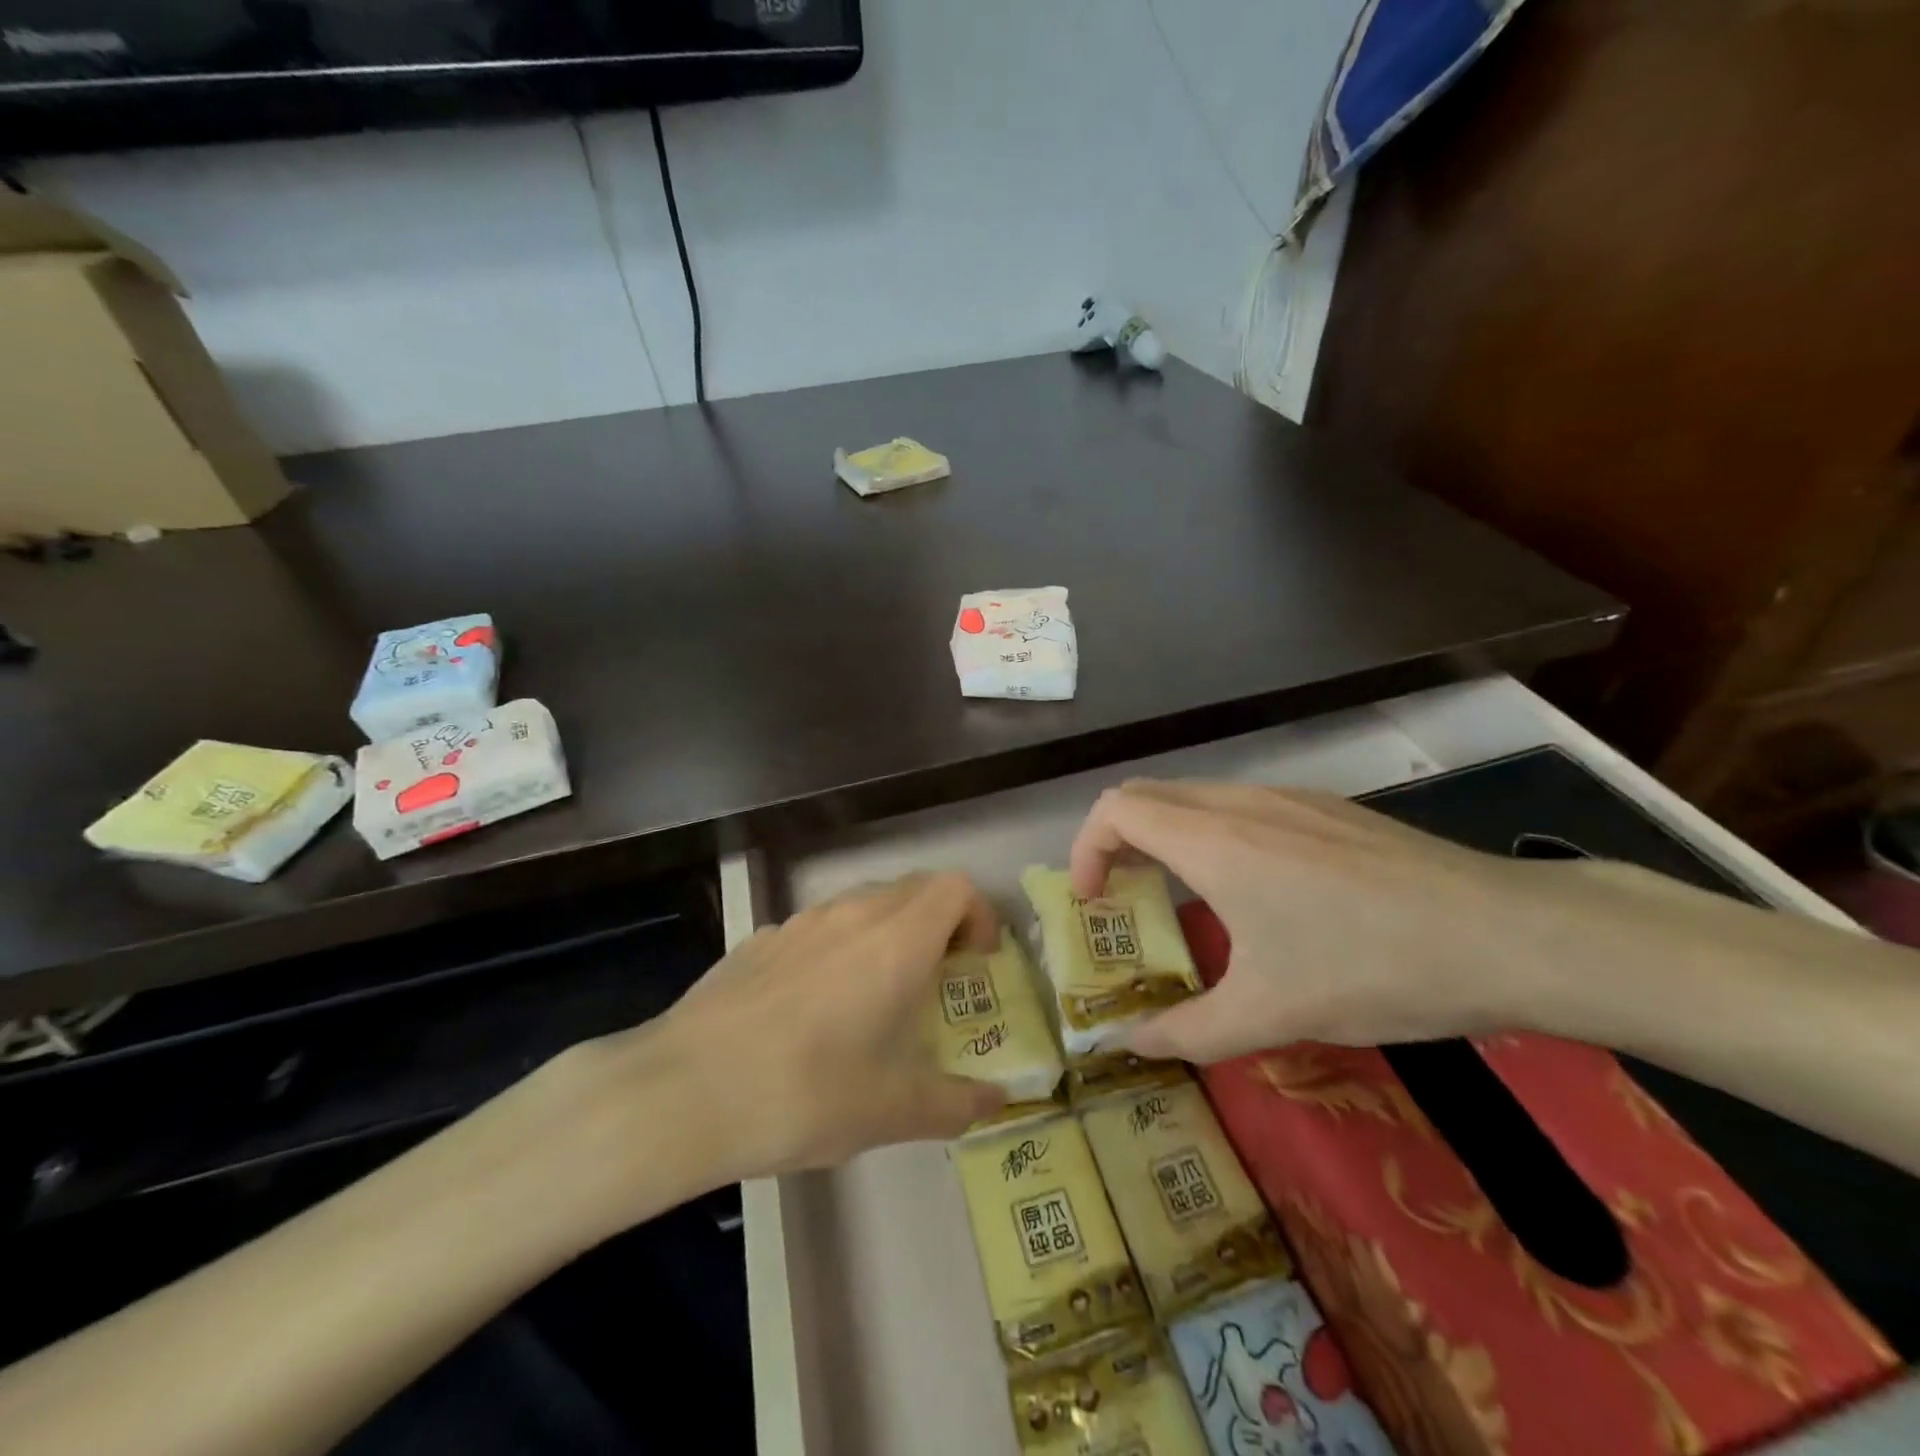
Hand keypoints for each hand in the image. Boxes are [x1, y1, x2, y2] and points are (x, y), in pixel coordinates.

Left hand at [569, 872, 1007, 1202]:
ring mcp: (800, 923)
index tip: (974, 964)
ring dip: (887, 933)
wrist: (685, 1091)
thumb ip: (956, 1103)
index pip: (955, 888)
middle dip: (939, 924)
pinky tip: (812, 1009)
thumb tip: (996, 1101)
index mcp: (896, 941)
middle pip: (913, 889)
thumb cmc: (807, 1093)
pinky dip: (838, 948)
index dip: (977, 915)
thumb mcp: (893, 1112)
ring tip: (875, 996)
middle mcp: (852, 915)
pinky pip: (818, 928)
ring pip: (863, 904)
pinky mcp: (760, 940)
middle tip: (936, 980)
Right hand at [1068, 780, 1572, 1061]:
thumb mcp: (1270, 1013)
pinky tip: (1256, 892)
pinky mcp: (1326, 808)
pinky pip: (1240, 806)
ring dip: (1166, 838)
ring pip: (1194, 797)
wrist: (1506, 934)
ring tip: (1184, 899)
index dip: (1086, 849)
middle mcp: (1240, 802)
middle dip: (1118, 842)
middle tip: (1125, 900)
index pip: (1115, 809)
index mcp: (1212, 840)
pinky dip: (1212, 836)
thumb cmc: (1371, 967)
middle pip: (1147, 795)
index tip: (1094, 902)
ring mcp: (1287, 798)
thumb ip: (1186, 1031)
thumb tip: (1126, 1046)